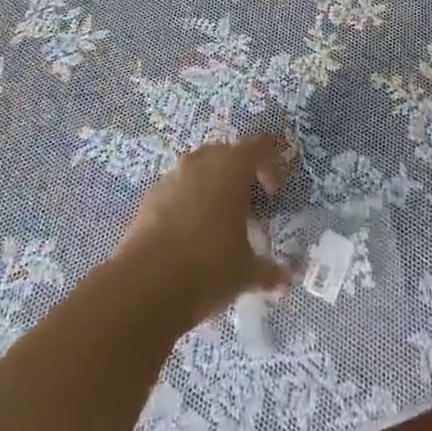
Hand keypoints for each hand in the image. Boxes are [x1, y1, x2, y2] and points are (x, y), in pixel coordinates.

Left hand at [119, 135, 293, 322]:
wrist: (146, 284)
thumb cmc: (208, 266)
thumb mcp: (245, 273)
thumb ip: (268, 272)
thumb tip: (285, 282)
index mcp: (231, 168)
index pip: (259, 146)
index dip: (271, 163)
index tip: (273, 194)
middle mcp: (201, 162)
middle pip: (227, 153)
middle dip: (239, 174)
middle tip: (247, 206)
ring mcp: (172, 176)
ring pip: (199, 168)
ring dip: (212, 186)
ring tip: (218, 221)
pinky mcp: (150, 196)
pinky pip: (177, 188)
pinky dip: (188, 201)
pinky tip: (190, 234)